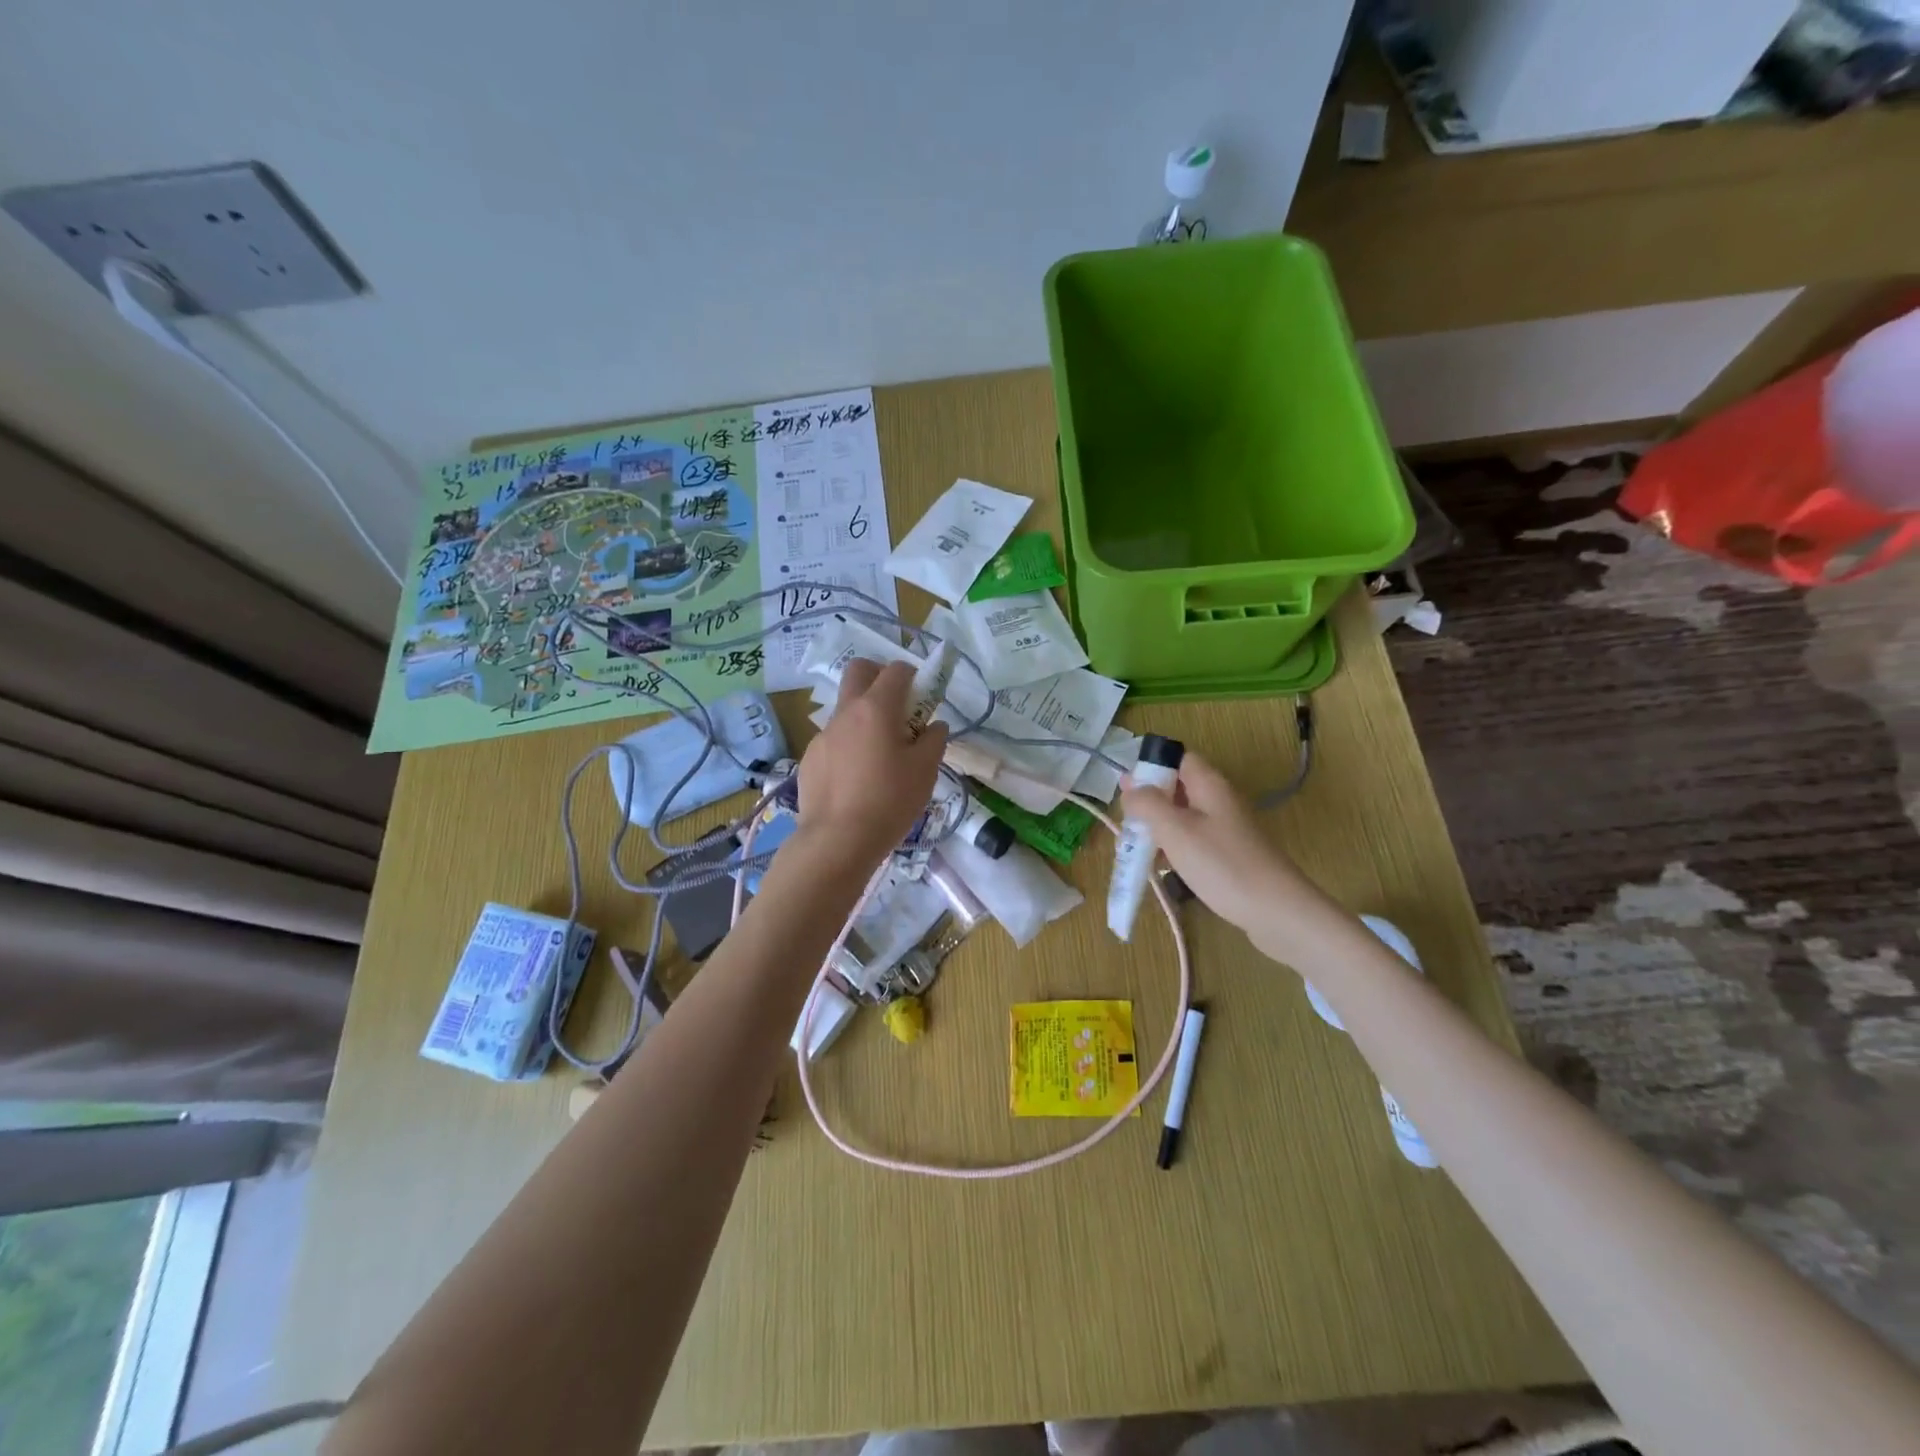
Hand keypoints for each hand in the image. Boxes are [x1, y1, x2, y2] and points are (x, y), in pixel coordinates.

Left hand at [796, 659, 948, 864]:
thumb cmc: (889, 801)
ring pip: (844, 709)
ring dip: (863, 718)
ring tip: (878, 756)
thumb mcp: (925, 771)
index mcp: (876, 708)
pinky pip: (833, 741)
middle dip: (878, 676)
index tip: (922, 697)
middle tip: (896, 706)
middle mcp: (845, 713)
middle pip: (858, 671)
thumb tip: (934, 726)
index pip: (896, 670)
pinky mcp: (809, 759)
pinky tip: (856, 781)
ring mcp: (822, 735)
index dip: (913, 676)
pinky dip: (848, 747)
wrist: (837, 841)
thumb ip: (934, 740)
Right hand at [1119, 750, 1323, 957]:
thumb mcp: (1175, 830)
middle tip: (1128, 826)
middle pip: (1177, 789)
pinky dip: (1174, 849)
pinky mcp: (1228, 855)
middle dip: (1149, 803)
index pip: (1178, 758)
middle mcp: (1219, 801)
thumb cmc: (1221, 864)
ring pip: (1182, 818)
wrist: (1276, 911)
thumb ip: (1147, 803)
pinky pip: (1193, 842)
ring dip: (1158, 829)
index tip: (1127, 790)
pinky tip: (1162, 869)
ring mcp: (1226, 829)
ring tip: (1137, 851)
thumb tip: (1129, 786)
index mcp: (1209, 785)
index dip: (1152, 767)